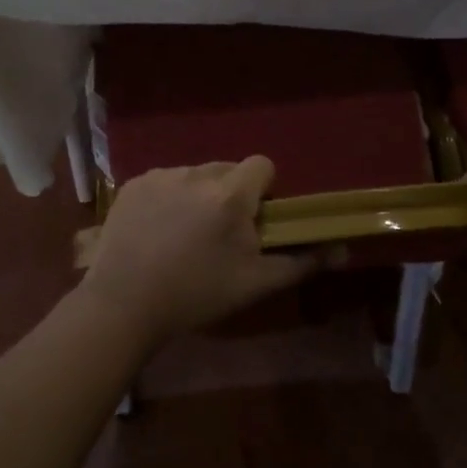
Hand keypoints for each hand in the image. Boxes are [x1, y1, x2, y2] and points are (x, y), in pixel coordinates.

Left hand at [79, 157, 318, 348]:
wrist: (124, 302)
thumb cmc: (196, 294)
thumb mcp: (255, 283)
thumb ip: (301, 262)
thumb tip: (342, 250)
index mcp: (230, 194)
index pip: (262, 165)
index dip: (263, 188)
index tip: (254, 217)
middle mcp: (196, 174)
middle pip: (226, 169)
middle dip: (230, 192)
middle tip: (219, 232)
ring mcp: (161, 176)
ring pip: (193, 175)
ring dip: (197, 194)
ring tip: (182, 235)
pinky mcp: (133, 184)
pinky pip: (163, 181)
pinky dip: (166, 198)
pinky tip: (155, 231)